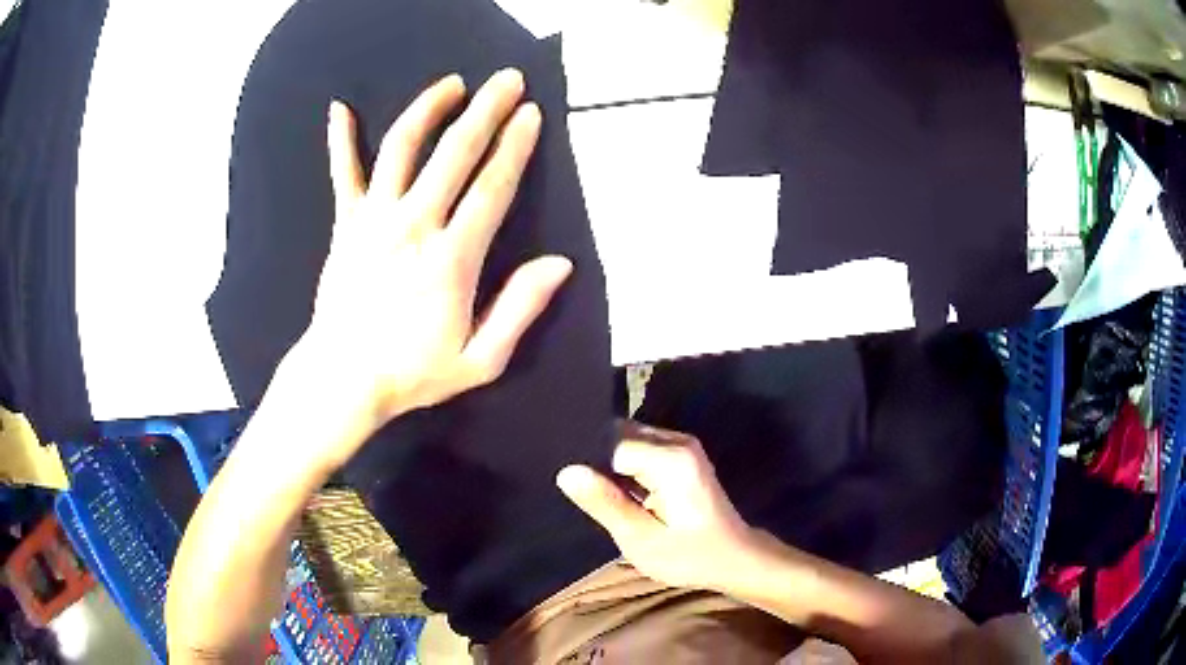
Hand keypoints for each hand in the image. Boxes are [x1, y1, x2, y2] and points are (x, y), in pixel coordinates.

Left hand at [285, 69, 572, 470]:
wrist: (343, 379)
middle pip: (454, 153)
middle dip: (486, 110)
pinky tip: (340, 109)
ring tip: (451, 84)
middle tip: (507, 80)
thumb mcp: (480, 360)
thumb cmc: (412, 373)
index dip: (515, 146)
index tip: (531, 114)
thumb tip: (559, 264)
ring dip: (428, 109)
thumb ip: (520, 309)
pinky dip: (340, 140)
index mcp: (452, 258)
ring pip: (401, 149)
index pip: (492, 187)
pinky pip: (343, 174)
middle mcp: (414, 226)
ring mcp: (375, 220)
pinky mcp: (345, 225)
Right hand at [556, 423, 757, 589]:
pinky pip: (639, 447)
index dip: (594, 470)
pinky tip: (627, 496)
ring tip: (612, 500)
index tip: (593, 499)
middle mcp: (677, 441)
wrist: (732, 556)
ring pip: (626, 439)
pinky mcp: (680, 452)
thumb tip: (567, 472)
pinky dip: (626, 468)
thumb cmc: (689, 555)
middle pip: (618, 435)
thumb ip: (606, 503)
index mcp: (671, 459)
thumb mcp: (642, 539)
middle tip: (599, 502)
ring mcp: (681, 443)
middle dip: (601, 464)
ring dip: (613, 467)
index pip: (610, 445)